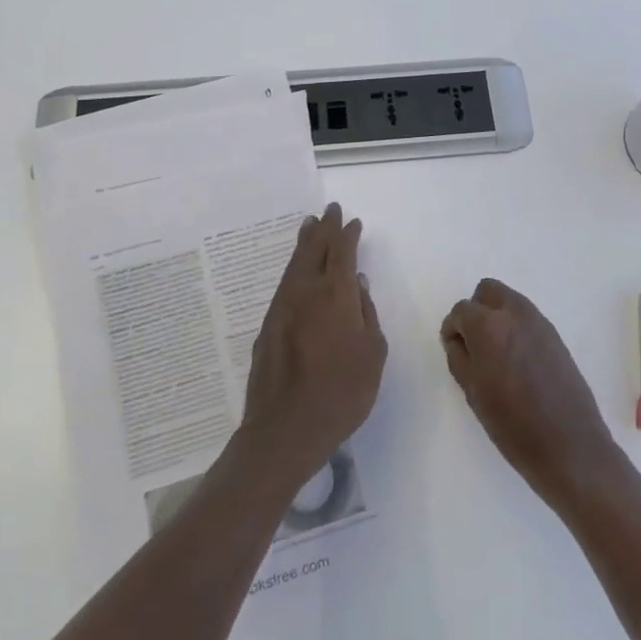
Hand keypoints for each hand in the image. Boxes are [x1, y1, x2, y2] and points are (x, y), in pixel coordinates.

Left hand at [241, 203, 387, 490]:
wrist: (286, 428)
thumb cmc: (342, 392)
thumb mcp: (372, 354)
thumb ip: (367, 314)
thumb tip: (360, 286)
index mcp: (336, 295)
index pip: (343, 253)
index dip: (348, 235)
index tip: (352, 221)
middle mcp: (306, 292)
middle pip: (314, 250)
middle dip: (324, 229)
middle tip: (328, 211)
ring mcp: (282, 308)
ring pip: (294, 265)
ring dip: (304, 243)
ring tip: (309, 227)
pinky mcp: (268, 326)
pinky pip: (284, 284)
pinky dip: (293, 268)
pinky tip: (296, 271)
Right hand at [441, 280, 621, 511]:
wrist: (570, 447)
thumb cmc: (513, 426)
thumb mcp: (474, 394)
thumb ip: (459, 358)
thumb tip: (457, 339)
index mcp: (489, 326)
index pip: (461, 310)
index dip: (453, 329)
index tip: (455, 350)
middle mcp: (515, 314)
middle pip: (488, 291)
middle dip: (476, 311)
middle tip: (474, 344)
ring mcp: (540, 323)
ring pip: (510, 301)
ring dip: (497, 317)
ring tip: (496, 355)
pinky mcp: (557, 336)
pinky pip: (528, 318)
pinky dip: (516, 328)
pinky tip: (518, 362)